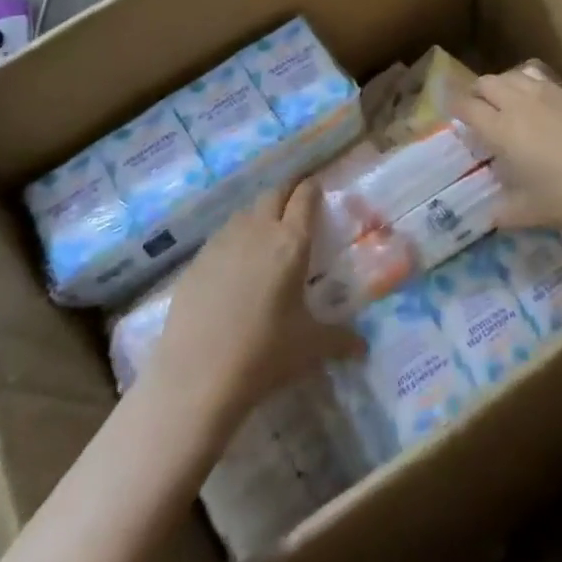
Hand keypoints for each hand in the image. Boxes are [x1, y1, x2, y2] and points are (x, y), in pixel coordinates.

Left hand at [145, 182, 363, 426]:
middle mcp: (258, 230)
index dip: (312, 188)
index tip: (317, 187)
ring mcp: (223, 241)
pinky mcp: (197, 259)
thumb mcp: (310, 347)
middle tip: (296, 203)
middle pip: (274, 193)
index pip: (304, 197)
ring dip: (259, 213)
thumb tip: (363, 347)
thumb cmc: (264, 353)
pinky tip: (233, 265)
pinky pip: (221, 236)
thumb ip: (340, 340)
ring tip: (266, 233)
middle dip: (287, 192)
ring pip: (245, 211)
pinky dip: (233, 239)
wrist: (198, 374)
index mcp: (291, 242)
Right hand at [452, 66, 561, 236]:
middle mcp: (520, 103)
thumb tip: (489, 214)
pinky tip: (543, 110)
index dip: (454, 106)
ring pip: (514, 75)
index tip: (452, 113)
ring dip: (504, 86)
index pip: (467, 106)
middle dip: (477, 93)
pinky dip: (532, 90)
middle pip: (487, 82)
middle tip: (479, 111)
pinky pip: (542, 82)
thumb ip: (503, 211)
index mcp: (502, 129)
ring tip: (508, 105)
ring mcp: (550, 94)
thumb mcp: (530, 213)